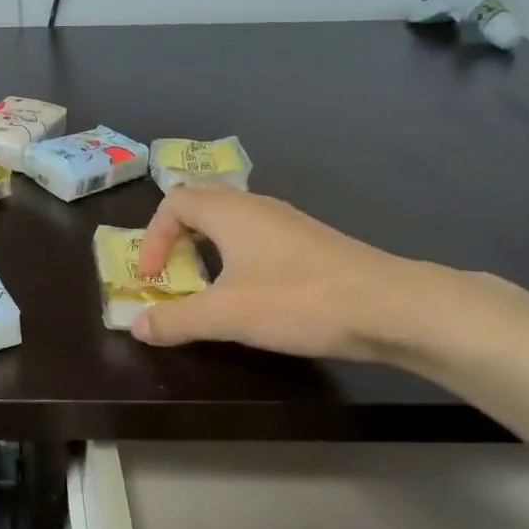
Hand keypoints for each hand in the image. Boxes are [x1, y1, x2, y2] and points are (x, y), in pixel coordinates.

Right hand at [131, 186, 441, 359]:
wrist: (391, 307)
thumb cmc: (298, 300)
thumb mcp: (226, 315)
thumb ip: (176, 320)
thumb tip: (136, 326)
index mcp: (230, 212)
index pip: (174, 202)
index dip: (153, 237)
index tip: (152, 277)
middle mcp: (256, 207)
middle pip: (201, 203)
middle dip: (176, 236)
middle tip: (171, 272)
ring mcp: (287, 223)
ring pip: (231, 221)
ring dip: (206, 247)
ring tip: (204, 284)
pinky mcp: (309, 243)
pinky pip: (256, 237)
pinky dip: (236, 256)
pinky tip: (249, 291)